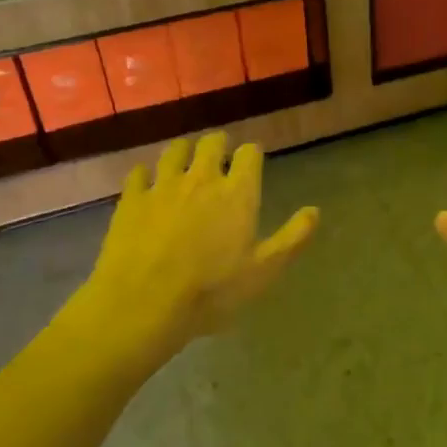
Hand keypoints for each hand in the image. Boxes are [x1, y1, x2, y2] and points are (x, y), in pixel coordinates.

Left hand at [74, 133, 318, 368]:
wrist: (143, 303)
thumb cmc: (211, 290)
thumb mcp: (263, 271)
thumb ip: (292, 238)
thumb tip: (314, 211)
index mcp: (238, 193)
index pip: (249, 154)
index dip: (252, 153)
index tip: (252, 159)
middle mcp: (202, 179)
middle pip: (211, 143)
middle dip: (218, 144)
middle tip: (219, 154)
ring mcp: (163, 186)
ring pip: (174, 151)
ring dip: (183, 152)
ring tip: (184, 160)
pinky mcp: (131, 199)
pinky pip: (138, 173)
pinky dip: (145, 174)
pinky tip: (146, 182)